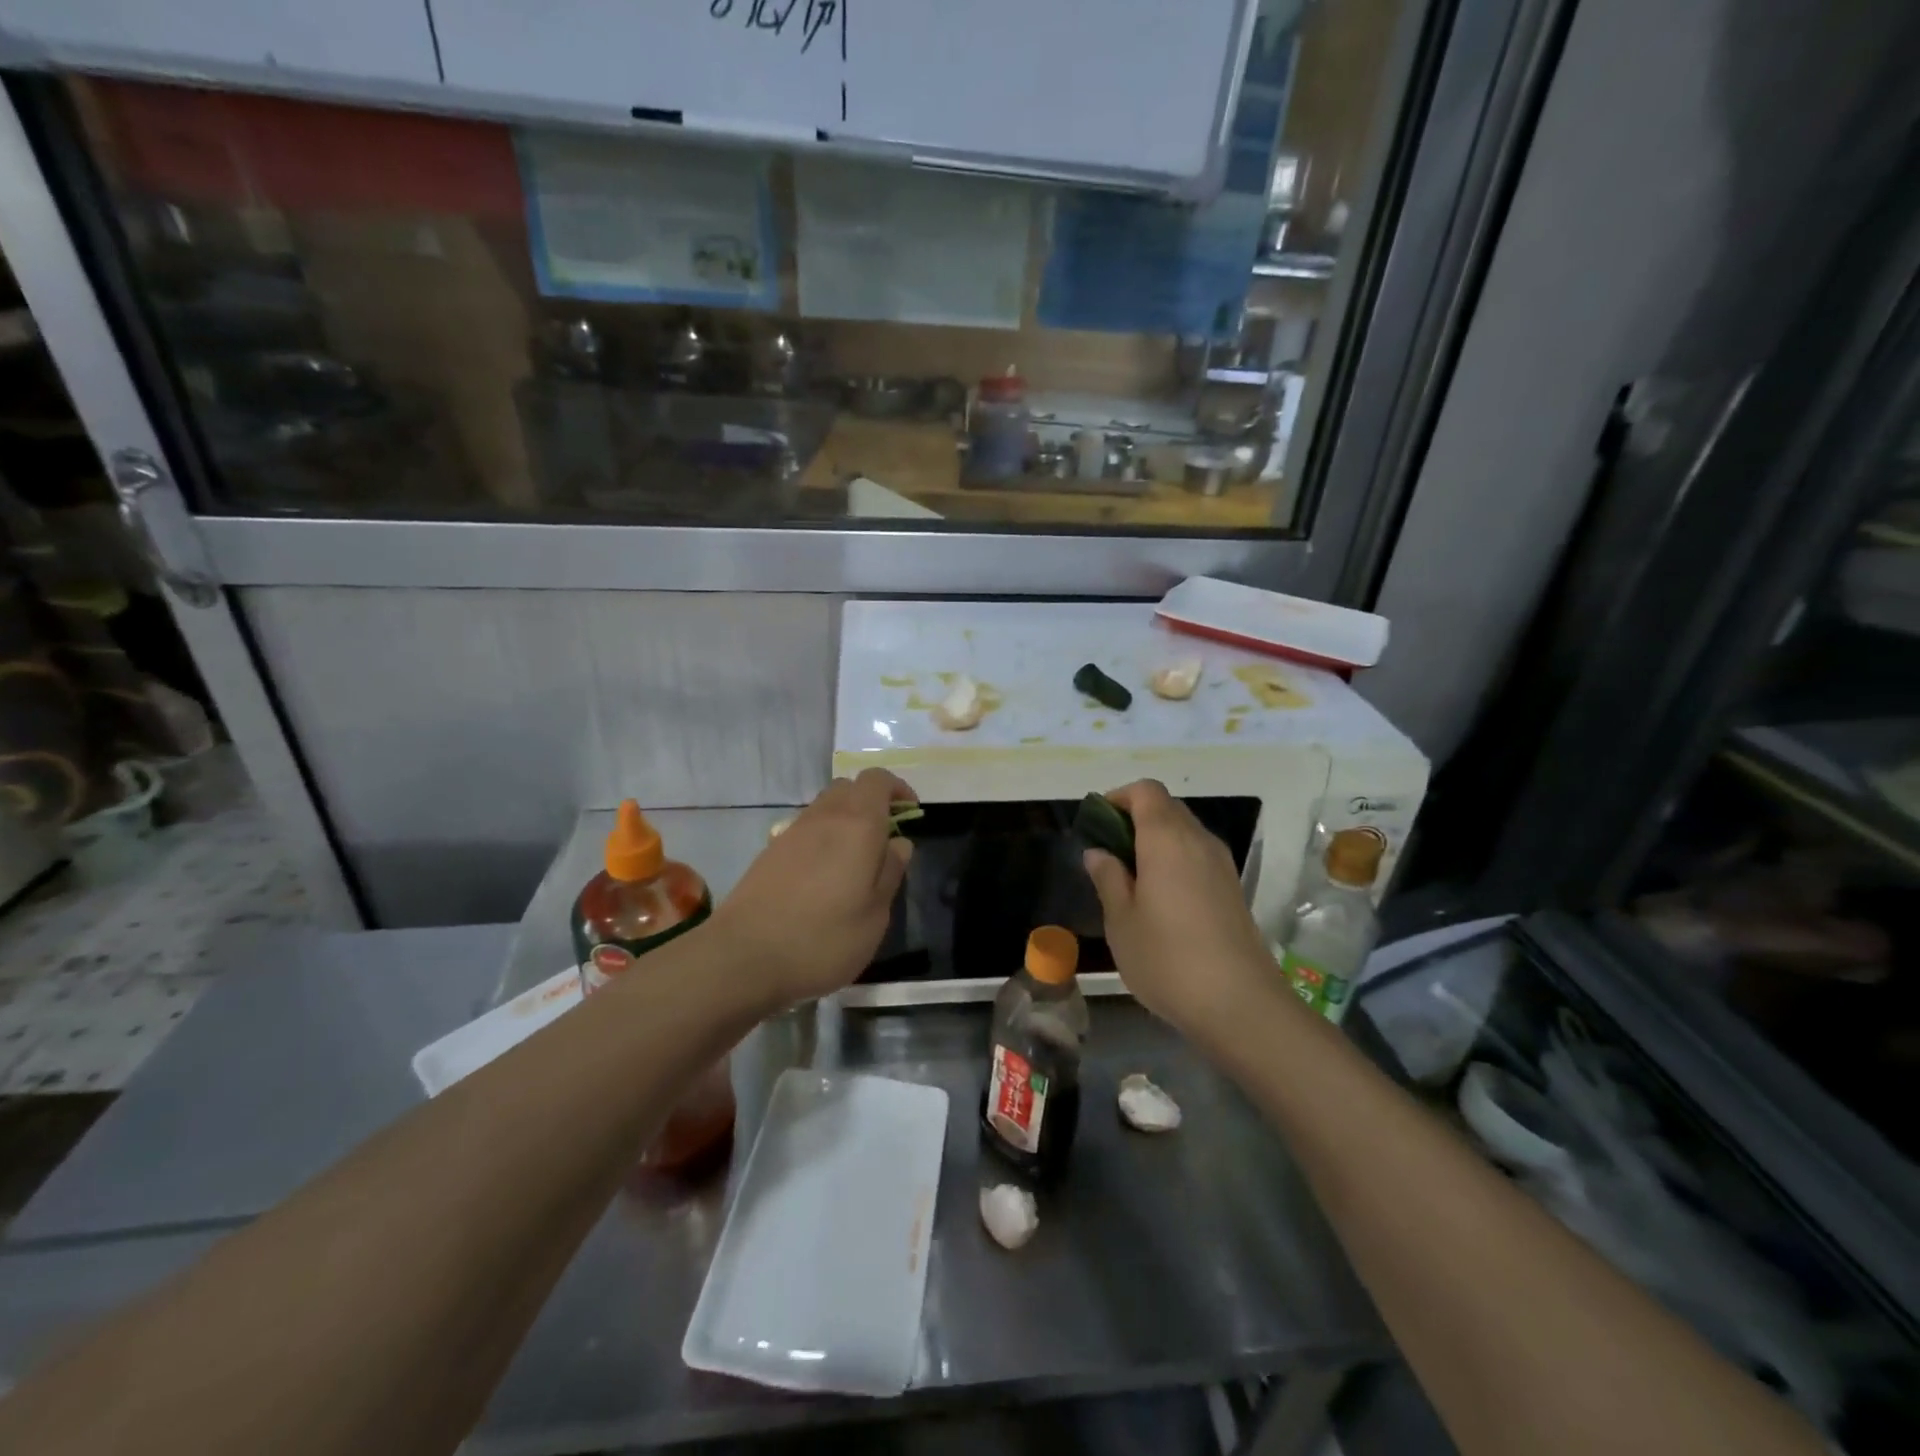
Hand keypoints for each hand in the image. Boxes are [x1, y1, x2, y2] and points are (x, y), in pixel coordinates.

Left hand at [708, 769, 915, 1011]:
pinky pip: (805, 830)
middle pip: (849, 788)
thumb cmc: (823, 939)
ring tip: (856, 862)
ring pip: (825, 808)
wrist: (742, 958)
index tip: (910, 815)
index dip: (898, 790)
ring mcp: (791, 833)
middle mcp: (823, 817)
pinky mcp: (769, 853)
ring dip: (846, 821)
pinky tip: (823, 879)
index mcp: (857, 824)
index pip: (878, 779)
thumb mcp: (875, 915)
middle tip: (886, 838)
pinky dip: (822, 840)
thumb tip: (899, 843)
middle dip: (871, 803)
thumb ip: (891, 873)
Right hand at [1083, 780, 1276, 1037]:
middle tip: (1109, 853)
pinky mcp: (1233, 889)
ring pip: (1185, 832)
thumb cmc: (1167, 958)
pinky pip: (1198, 856)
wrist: (1240, 1005)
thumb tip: (1099, 852)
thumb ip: (1108, 878)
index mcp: (1166, 839)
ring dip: (1156, 841)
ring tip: (1131, 879)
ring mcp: (1221, 864)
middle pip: (1167, 807)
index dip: (1119, 798)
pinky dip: (1175, 860)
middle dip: (1135, 818)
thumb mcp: (1120, 920)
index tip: (1098, 824)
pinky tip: (1161, 899)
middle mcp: (1198, 841)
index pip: (1146, 791)